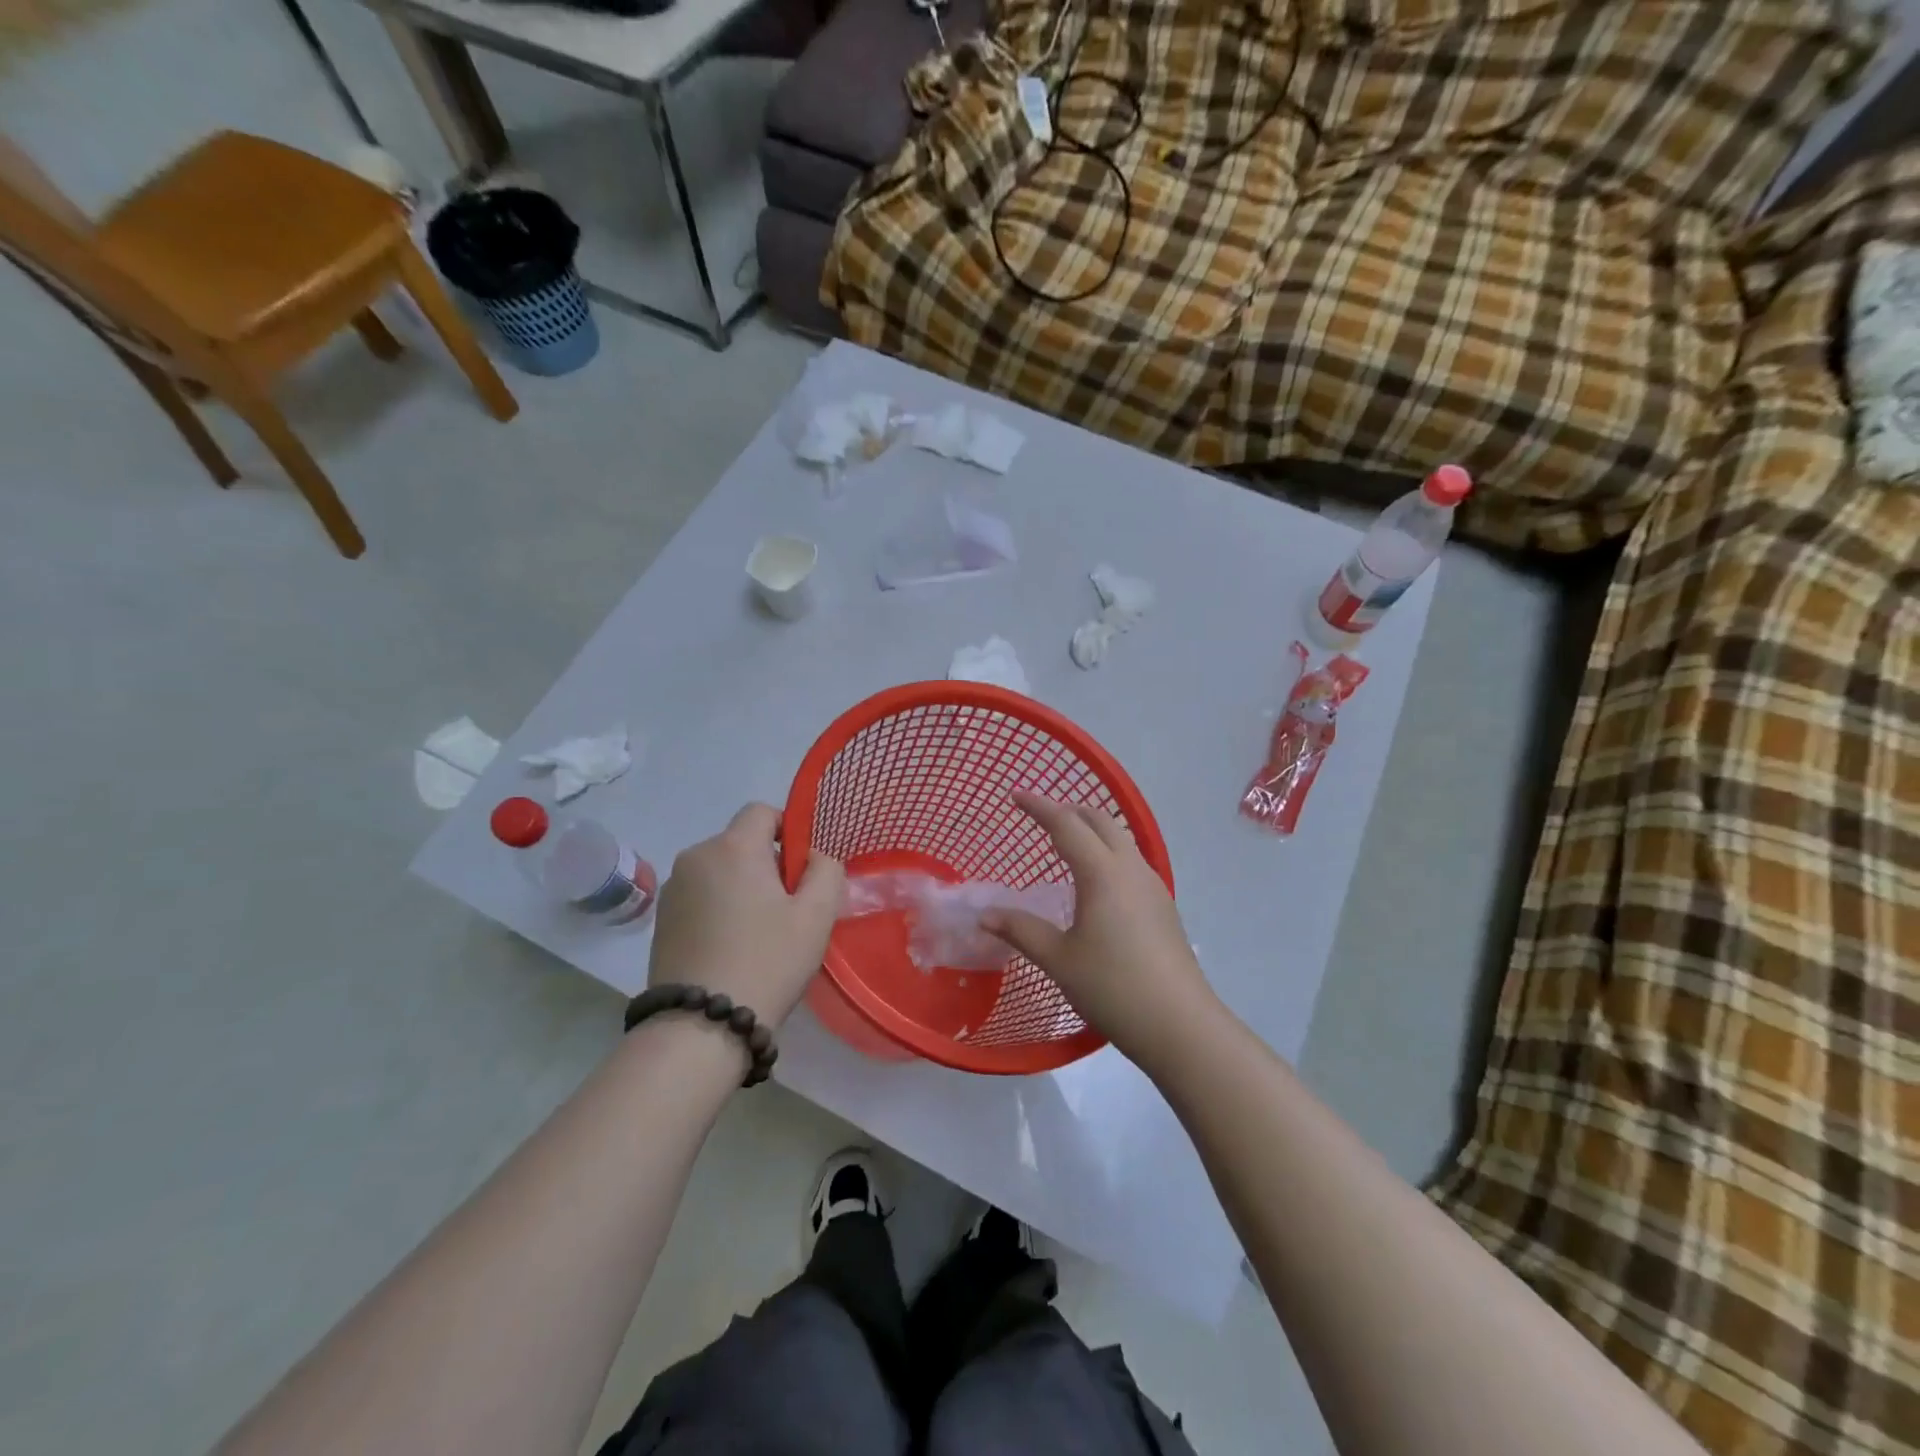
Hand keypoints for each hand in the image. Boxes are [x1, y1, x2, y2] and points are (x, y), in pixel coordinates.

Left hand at [647, 804, 844, 1026]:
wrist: (700, 1026)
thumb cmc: (768, 961)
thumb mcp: (817, 915)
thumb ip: (826, 870)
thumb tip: (813, 856)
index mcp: (733, 847)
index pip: (762, 811)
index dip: (788, 831)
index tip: (801, 871)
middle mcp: (695, 857)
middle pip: (741, 842)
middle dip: (767, 865)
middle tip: (787, 910)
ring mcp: (673, 890)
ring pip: (720, 871)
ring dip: (742, 888)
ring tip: (759, 934)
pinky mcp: (661, 920)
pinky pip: (701, 896)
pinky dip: (719, 909)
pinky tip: (731, 948)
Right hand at [982, 793, 1214, 1068]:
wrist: (1180, 1026)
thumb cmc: (1113, 987)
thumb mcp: (1059, 960)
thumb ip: (1021, 931)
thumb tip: (985, 916)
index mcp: (1102, 873)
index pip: (1066, 824)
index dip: (1039, 806)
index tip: (1015, 795)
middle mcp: (1131, 869)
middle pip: (1100, 821)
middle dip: (1069, 811)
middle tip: (1040, 817)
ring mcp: (1153, 886)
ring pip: (1121, 839)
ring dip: (1092, 831)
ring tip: (1066, 845)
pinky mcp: (1163, 907)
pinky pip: (1131, 862)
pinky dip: (1107, 854)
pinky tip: (1096, 884)